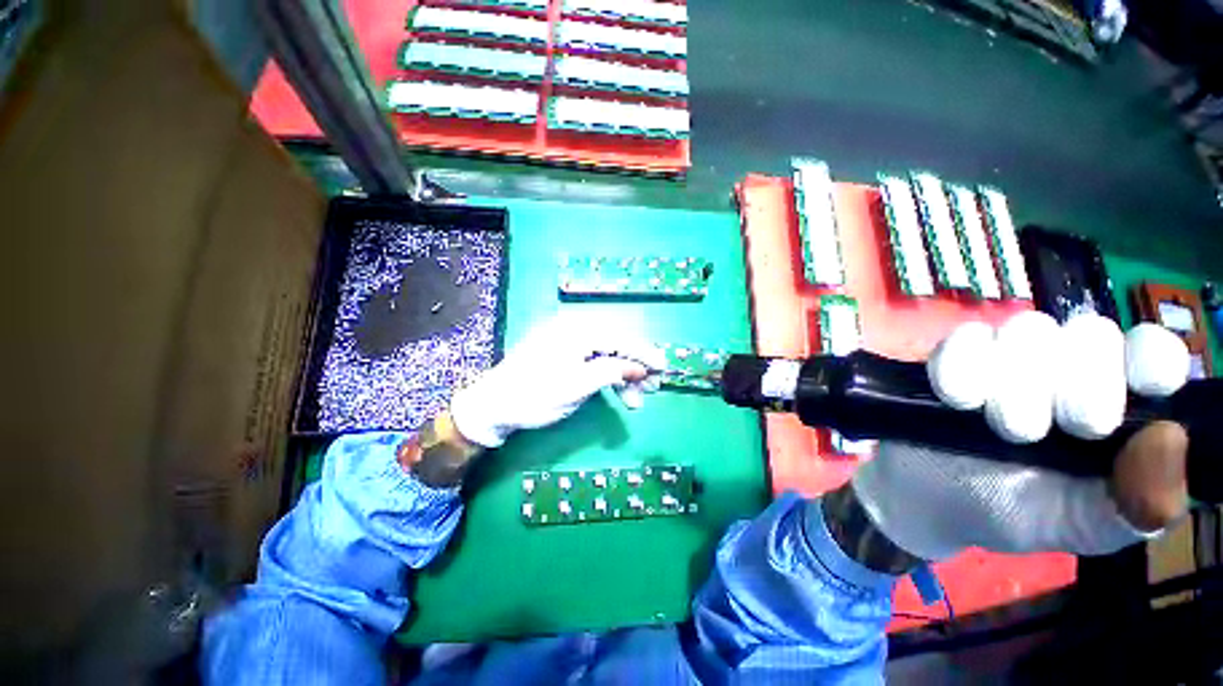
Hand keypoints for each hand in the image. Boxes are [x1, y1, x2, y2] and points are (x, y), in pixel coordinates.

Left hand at [449, 315, 664, 447]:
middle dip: (635, 368)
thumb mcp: (577, 387)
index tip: (664, 369)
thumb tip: (640, 367)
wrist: (493, 406)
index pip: (620, 339)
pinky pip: (593, 359)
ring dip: (623, 375)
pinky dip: (607, 375)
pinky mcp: (562, 351)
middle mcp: (574, 328)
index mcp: (577, 330)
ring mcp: (567, 339)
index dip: (645, 355)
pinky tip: (615, 391)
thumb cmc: (535, 397)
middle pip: (616, 345)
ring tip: (634, 401)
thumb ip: (611, 372)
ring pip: (606, 354)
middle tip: (650, 391)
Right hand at [850, 312, 1191, 561]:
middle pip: (1091, 333)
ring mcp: (1009, 357)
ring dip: (1010, 385)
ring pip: (1029, 330)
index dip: (1150, 358)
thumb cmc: (1012, 513)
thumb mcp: (1083, 527)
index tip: (1139, 389)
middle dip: (1072, 387)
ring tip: (994, 428)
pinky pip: (965, 338)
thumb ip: (1139, 504)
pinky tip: (956, 401)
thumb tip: (1169, 437)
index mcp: (1118, 407)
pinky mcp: (954, 354)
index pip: (1152, 351)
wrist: (926, 499)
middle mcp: (1071, 369)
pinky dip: (960, 369)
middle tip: (1040, 434)